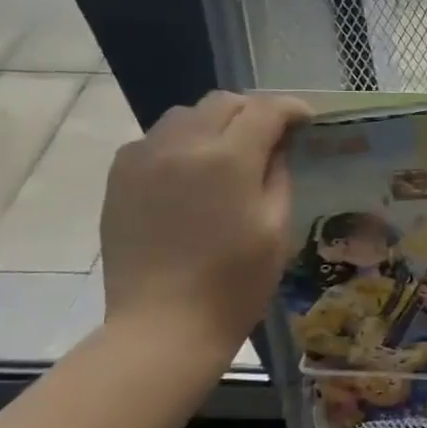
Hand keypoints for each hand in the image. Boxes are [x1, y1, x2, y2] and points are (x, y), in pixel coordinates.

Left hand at [100, 90, 310, 360]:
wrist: (163, 326)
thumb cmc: (234, 283)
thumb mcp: (276, 228)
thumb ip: (279, 175)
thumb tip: (278, 146)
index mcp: (229, 159)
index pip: (265, 110)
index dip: (291, 109)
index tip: (306, 120)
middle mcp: (183, 145)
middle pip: (222, 102)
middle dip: (253, 111)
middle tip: (271, 136)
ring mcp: (144, 158)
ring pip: (185, 115)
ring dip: (214, 123)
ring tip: (228, 152)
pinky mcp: (120, 177)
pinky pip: (155, 139)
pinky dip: (180, 143)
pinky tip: (190, 174)